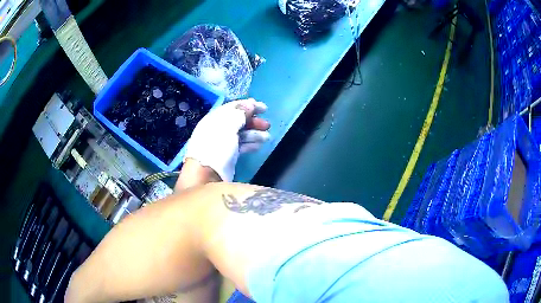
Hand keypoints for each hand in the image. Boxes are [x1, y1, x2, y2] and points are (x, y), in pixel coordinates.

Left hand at [182, 98, 269, 182]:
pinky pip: (241, 146)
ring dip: (254, 133)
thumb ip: (240, 113)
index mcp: (215, 119)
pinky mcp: (228, 156)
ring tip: (267, 137)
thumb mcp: (228, 126)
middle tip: (267, 125)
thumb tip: (250, 105)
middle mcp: (218, 129)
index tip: (264, 108)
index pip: (233, 107)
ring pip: (241, 134)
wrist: (206, 175)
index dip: (248, 105)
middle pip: (238, 121)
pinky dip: (250, 144)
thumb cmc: (216, 146)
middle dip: (254, 121)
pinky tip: (259, 145)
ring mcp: (223, 143)